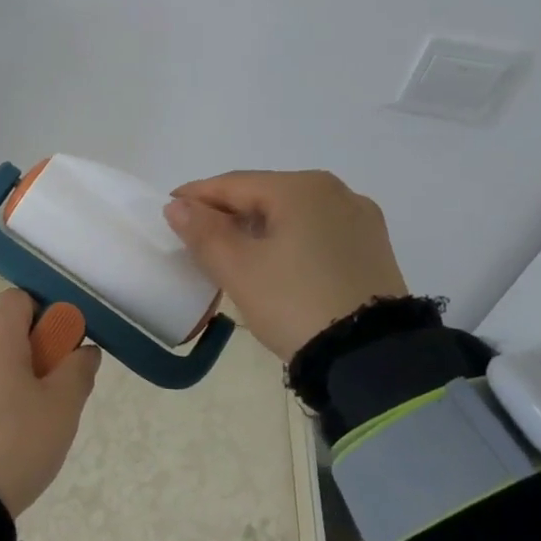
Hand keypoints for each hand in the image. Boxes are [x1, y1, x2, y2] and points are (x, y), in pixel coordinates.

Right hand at [164, 170, 408, 360]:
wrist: (371, 357)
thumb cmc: (294, 303)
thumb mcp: (238, 269)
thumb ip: (203, 232)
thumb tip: (178, 206)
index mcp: (301, 188)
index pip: (233, 184)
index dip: (195, 196)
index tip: (167, 210)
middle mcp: (336, 191)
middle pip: (265, 195)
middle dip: (227, 213)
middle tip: (196, 236)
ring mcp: (360, 220)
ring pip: (292, 214)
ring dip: (258, 228)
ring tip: (232, 253)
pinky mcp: (373, 249)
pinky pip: (317, 232)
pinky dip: (288, 240)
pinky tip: (275, 263)